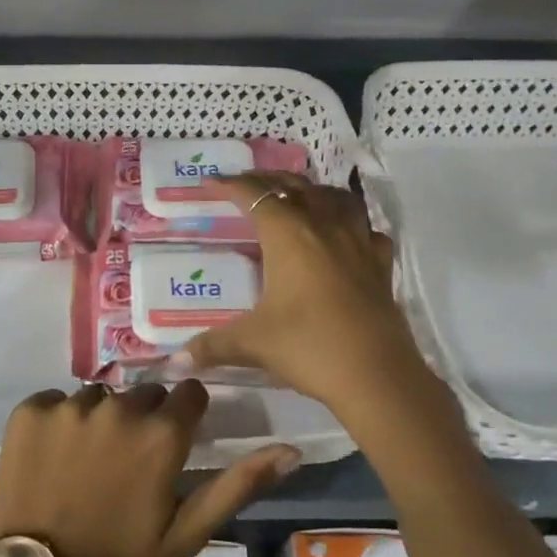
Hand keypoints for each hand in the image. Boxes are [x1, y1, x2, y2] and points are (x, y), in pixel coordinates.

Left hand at [0, 381, 299, 556]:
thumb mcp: (186, 535)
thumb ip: (238, 486)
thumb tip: (291, 450)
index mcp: (160, 434)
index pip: (188, 394)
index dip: (185, 418)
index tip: (173, 446)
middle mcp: (118, 407)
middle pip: (144, 394)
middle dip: (144, 420)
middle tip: (128, 465)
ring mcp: (69, 405)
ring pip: (100, 397)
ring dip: (100, 420)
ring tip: (87, 465)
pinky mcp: (31, 409)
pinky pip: (57, 401)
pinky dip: (59, 422)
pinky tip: (53, 458)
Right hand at [177, 172, 433, 413]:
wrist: (377, 376)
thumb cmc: (309, 347)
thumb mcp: (252, 343)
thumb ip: (212, 346)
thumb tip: (176, 362)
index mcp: (289, 234)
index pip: (255, 195)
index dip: (230, 185)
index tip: (211, 183)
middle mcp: (324, 226)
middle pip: (296, 186)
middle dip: (269, 180)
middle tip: (248, 184)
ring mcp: (358, 243)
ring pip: (336, 198)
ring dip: (313, 191)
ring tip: (298, 198)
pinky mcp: (381, 265)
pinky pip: (366, 230)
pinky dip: (352, 224)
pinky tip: (345, 237)